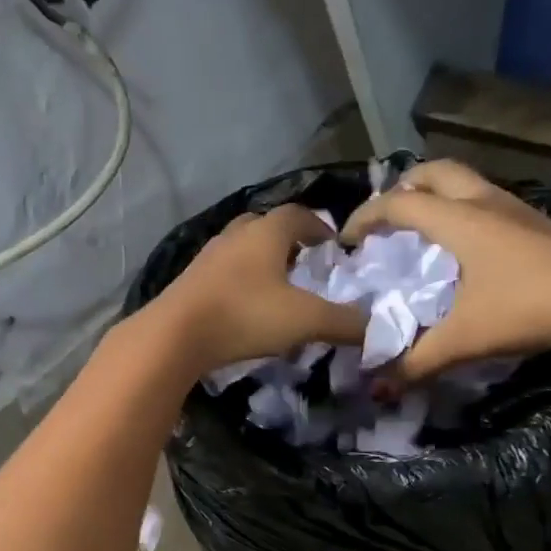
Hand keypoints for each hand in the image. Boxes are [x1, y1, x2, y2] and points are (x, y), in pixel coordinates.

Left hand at [145, 204, 365, 375]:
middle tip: (304, 263)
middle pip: (265, 226)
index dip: (319, 226)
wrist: (173, 336)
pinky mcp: (188, 282)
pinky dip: (239, 281)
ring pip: (240, 249)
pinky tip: (244, 306)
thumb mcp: (304, 320)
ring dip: (260, 261)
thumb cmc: (244, 316)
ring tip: (276, 286)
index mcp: (265, 232)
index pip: (298, 214)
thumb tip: (377, 329)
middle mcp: (234, 236)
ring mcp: (207, 257)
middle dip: (287, 240)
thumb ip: (344, 323)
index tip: (332, 245)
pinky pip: (222, 273)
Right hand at [343, 160, 550, 376]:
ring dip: (437, 196)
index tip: (347, 241)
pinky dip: (464, 211)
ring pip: (466, 183)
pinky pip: (488, 202)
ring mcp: (517, 210)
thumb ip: (417, 362)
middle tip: (386, 218)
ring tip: (422, 230)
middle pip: (434, 172)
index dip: (365, 217)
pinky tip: (467, 249)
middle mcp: (485, 203)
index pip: (399, 204)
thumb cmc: (528, 308)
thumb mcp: (464, 340)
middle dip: (402, 188)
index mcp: (459, 220)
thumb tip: (379, 388)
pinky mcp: (539, 225)